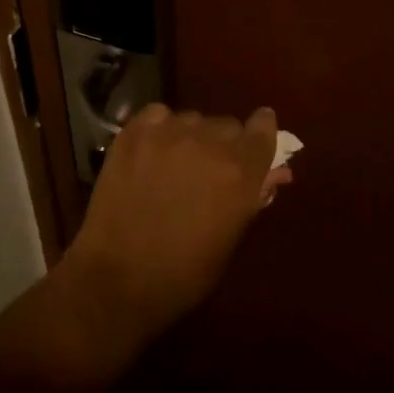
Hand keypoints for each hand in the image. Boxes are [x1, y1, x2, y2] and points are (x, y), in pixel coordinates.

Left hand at [55, 105, 286, 352]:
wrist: (118, 278)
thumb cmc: (184, 273)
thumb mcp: (230, 239)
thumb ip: (252, 198)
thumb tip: (275, 173)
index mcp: (240, 173)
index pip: (263, 131)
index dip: (262, 130)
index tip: (259, 132)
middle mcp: (208, 143)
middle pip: (227, 125)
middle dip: (225, 143)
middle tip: (210, 168)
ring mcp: (168, 133)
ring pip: (192, 119)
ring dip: (192, 136)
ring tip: (177, 162)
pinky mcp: (134, 133)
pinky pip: (158, 115)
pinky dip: (160, 127)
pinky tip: (152, 150)